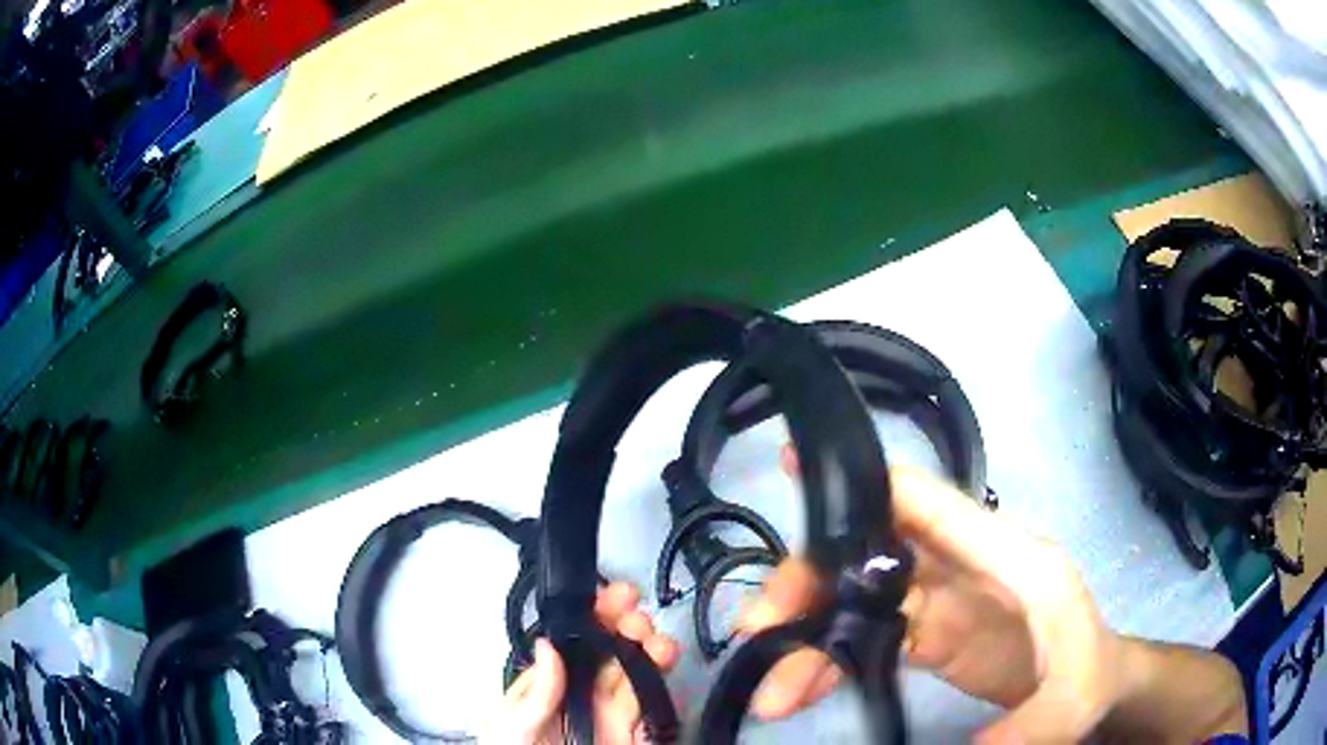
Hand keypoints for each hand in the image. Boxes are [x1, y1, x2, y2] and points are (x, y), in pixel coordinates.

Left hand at [486, 582, 679, 744]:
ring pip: (636, 673)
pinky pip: (654, 707)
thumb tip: (548, 645)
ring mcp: (612, 715)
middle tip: (635, 617)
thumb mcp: (511, 727)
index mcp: (549, 687)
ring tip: (655, 641)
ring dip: (650, 649)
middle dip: (627, 626)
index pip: (574, 644)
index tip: (613, 598)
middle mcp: (583, 695)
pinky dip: (664, 685)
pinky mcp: (636, 736)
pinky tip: (665, 666)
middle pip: (610, 653)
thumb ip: (535, 692)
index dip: (595, 616)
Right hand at [741, 453, 1131, 742]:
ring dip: (809, 633)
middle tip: (757, 630)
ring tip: (770, 688)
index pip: (930, 505)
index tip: (794, 469)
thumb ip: (1027, 727)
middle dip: (811, 583)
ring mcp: (944, 602)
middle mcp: (967, 568)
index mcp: (1008, 558)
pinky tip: (798, 691)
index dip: (866, 483)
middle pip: (874, 553)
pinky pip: (866, 637)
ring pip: (859, 599)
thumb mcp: (1072, 700)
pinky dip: (826, 660)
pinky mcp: (930, 635)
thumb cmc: (1089, 674)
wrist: (1091, 688)